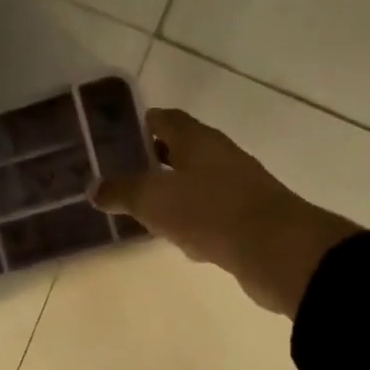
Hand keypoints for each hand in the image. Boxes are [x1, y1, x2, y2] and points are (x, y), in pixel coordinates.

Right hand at [92, 109, 361, 316]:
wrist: (276, 249)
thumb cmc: (210, 211)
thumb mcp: (154, 199)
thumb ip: (122, 192)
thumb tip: (94, 188)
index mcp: (198, 140)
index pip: (165, 120)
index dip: (140, 125)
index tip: (114, 139)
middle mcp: (220, 157)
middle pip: (181, 152)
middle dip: (153, 163)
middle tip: (121, 179)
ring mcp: (238, 189)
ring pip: (196, 186)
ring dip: (173, 197)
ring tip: (143, 212)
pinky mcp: (248, 220)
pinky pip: (211, 216)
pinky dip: (193, 224)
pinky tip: (181, 242)